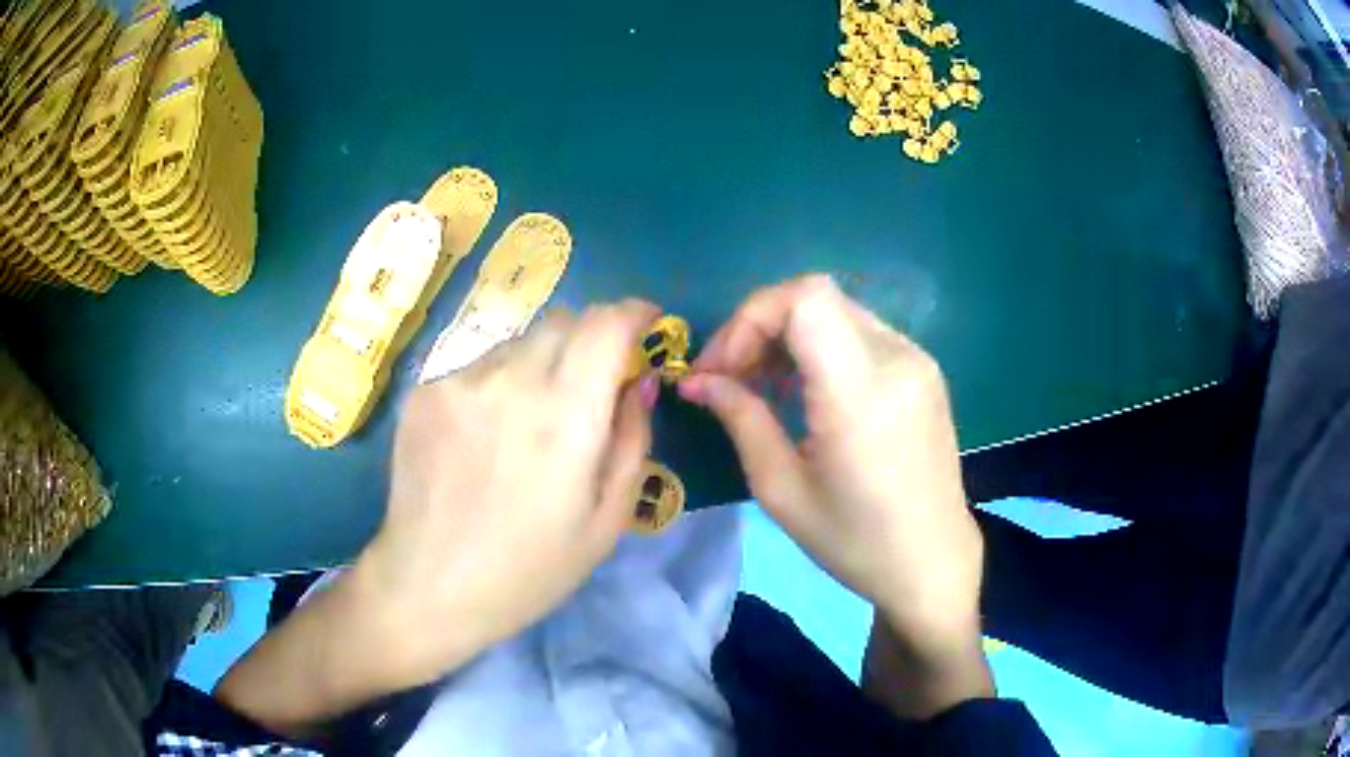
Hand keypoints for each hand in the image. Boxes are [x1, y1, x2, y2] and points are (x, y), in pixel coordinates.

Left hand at [359, 300, 660, 686]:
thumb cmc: (529, 570)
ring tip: (528, 421)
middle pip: (564, 320)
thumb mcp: (606, 521)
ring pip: (518, 342)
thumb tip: (638, 381)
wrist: (429, 586)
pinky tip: (484, 436)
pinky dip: (497, 384)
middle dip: (591, 336)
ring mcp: (459, 380)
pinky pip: (477, 367)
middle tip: (591, 381)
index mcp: (566, 416)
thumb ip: (632, 440)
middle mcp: (511, 380)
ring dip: (541, 363)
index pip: (606, 323)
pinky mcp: (424, 390)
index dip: (634, 312)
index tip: (645, 323)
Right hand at [680, 276, 983, 664]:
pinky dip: (820, 345)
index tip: (722, 368)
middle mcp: (897, 359)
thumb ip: (741, 419)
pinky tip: (804, 389)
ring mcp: (917, 360)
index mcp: (862, 393)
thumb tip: (698, 381)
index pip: (804, 300)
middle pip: (816, 296)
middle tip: (728, 376)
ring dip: (788, 334)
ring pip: (837, 311)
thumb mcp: (782, 490)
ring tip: (760, 383)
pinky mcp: (924, 369)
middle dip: (760, 325)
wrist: (932, 561)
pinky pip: (860, 332)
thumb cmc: (855, 542)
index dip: (751, 318)